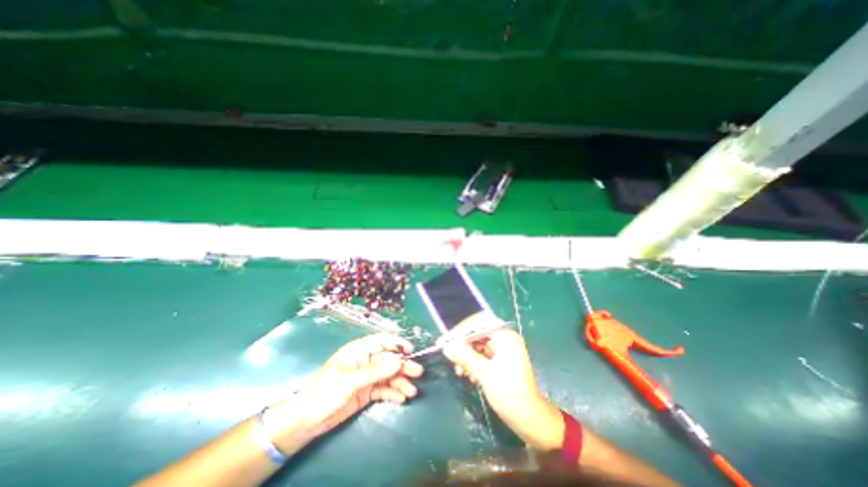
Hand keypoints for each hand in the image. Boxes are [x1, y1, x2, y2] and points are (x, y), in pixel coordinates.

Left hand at [267, 335, 425, 452]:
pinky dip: (393, 393)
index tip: (411, 350)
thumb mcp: (351, 380)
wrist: (306, 420)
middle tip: (418, 373)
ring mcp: (366, 377)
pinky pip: (383, 389)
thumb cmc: (326, 392)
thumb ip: (376, 371)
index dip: (397, 343)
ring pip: (388, 375)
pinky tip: (401, 398)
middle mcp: (365, 360)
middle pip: (388, 360)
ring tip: (411, 391)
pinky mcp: (366, 392)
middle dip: (403, 366)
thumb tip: (398, 362)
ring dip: (400, 382)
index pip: (382, 341)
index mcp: (359, 350)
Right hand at [448, 314, 563, 450]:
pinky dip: (473, 363)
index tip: (445, 340)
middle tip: (450, 357)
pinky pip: (481, 355)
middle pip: (477, 334)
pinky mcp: (500, 360)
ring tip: (460, 372)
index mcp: (505, 336)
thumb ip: (465, 357)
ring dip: (466, 356)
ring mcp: (502, 350)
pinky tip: (468, 375)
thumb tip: (446, 347)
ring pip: (477, 345)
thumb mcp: (485, 374)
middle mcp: (504, 339)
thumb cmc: (510, 394)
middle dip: (463, 346)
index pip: (479, 323)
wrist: (529, 420)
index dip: (461, 330)